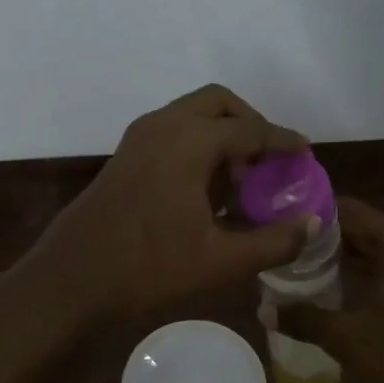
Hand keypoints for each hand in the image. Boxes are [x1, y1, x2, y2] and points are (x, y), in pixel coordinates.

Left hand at [11, 85, 317, 325]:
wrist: (71, 279)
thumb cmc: (147, 268)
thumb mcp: (219, 262)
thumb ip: (273, 241)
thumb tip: (312, 224)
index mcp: (188, 141)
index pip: (249, 129)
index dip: (282, 141)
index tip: (305, 152)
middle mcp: (162, 126)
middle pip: (218, 103)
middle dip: (249, 123)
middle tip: (269, 160)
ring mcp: (138, 138)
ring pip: (191, 114)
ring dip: (221, 133)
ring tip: (242, 178)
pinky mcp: (124, 156)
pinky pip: (172, 131)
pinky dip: (197, 143)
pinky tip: (207, 188)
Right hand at [271, 197, 383, 382]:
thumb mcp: (348, 339)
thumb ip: (305, 319)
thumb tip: (264, 311)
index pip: (348, 210)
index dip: (312, 214)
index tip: (280, 223)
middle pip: (364, 228)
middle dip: (325, 238)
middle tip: (286, 248)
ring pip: (380, 250)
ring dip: (346, 257)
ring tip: (305, 268)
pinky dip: (368, 273)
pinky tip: (343, 292)